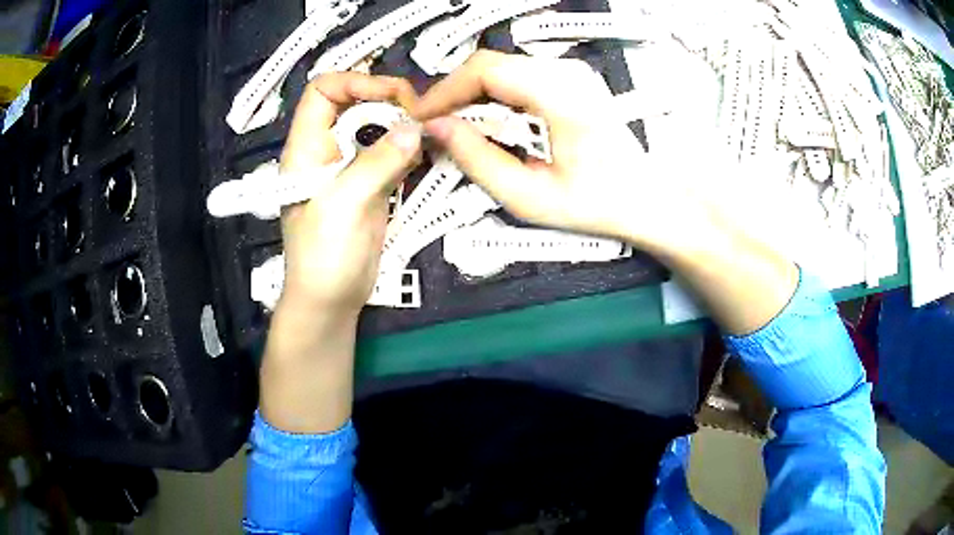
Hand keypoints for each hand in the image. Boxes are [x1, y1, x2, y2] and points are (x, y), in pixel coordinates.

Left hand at [279, 73, 421, 315]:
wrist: (331, 301)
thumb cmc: (323, 256)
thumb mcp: (344, 204)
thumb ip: (378, 162)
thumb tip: (417, 127)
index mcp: (307, 147)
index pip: (323, 91)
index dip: (356, 82)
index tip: (393, 95)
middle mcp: (328, 149)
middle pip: (356, 102)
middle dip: (388, 99)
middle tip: (421, 113)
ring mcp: (351, 166)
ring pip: (378, 126)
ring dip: (405, 123)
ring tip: (432, 129)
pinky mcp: (372, 184)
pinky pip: (394, 152)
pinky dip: (413, 147)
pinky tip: (430, 151)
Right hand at [415, 50, 796, 334]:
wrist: (651, 198)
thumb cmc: (600, 204)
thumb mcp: (531, 196)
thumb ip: (478, 160)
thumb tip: (437, 130)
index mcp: (560, 95)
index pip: (483, 71)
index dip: (443, 92)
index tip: (421, 119)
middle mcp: (566, 72)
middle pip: (489, 64)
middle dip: (452, 92)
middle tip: (432, 126)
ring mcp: (571, 72)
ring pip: (501, 67)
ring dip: (470, 93)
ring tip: (452, 126)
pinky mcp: (571, 79)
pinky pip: (517, 76)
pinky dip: (492, 95)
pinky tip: (484, 120)